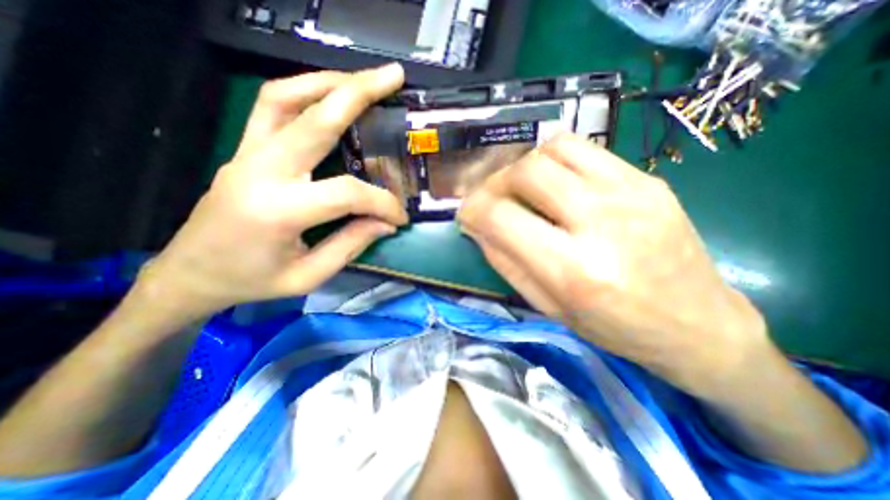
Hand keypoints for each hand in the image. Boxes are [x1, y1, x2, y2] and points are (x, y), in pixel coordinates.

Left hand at [140, 65, 410, 317]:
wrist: (191, 273)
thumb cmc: (252, 281)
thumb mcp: (309, 275)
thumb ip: (351, 245)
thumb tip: (385, 223)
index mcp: (278, 211)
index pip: (347, 193)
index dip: (382, 203)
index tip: (400, 217)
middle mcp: (260, 171)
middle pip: (314, 119)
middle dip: (358, 94)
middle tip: (393, 78)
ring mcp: (246, 154)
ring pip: (285, 98)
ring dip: (328, 82)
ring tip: (363, 80)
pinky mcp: (244, 150)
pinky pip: (271, 107)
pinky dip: (303, 91)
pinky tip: (329, 94)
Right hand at [458, 132, 765, 394]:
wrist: (697, 324)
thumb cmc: (615, 327)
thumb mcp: (548, 306)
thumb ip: (506, 262)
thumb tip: (477, 227)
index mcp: (573, 270)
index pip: (501, 218)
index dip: (473, 210)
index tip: (466, 213)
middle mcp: (601, 222)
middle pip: (526, 172)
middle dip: (495, 182)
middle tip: (491, 198)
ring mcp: (630, 193)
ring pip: (554, 148)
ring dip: (524, 165)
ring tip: (520, 187)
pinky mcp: (648, 179)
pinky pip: (585, 149)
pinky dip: (555, 160)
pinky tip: (554, 182)